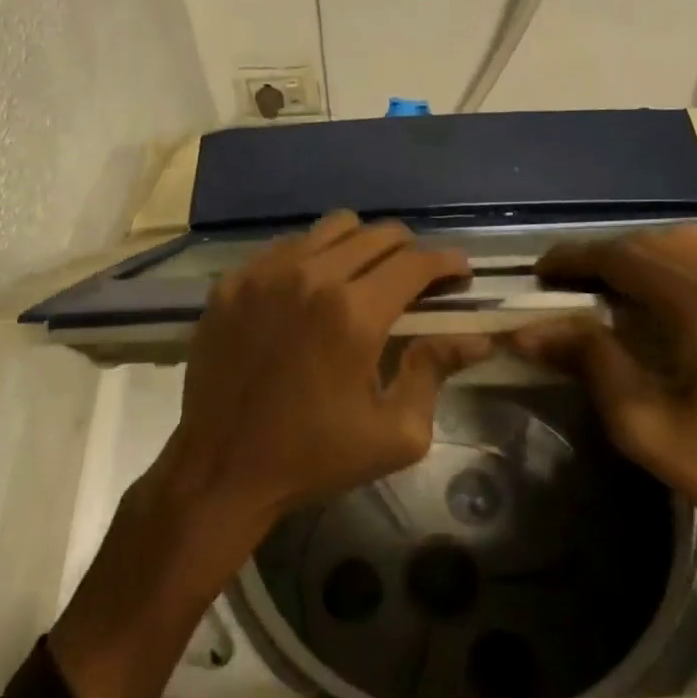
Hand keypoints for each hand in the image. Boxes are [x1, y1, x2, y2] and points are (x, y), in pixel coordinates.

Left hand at [158, 210, 492, 528]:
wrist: (221, 469)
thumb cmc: (314, 456)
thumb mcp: (395, 433)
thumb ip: (436, 371)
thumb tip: (475, 338)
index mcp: (354, 313)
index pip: (415, 261)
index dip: (447, 262)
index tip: (459, 273)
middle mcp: (310, 276)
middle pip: (378, 234)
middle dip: (409, 251)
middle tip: (415, 281)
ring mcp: (264, 273)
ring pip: (331, 228)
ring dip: (361, 246)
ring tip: (364, 278)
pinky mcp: (232, 281)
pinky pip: (286, 246)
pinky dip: (312, 257)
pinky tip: (311, 291)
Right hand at [509, 223, 696, 697]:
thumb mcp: (645, 425)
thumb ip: (589, 361)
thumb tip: (528, 330)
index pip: (624, 257)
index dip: (576, 258)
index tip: (542, 273)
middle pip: (660, 240)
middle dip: (611, 256)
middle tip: (577, 285)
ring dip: (656, 250)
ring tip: (631, 282)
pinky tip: (695, 281)